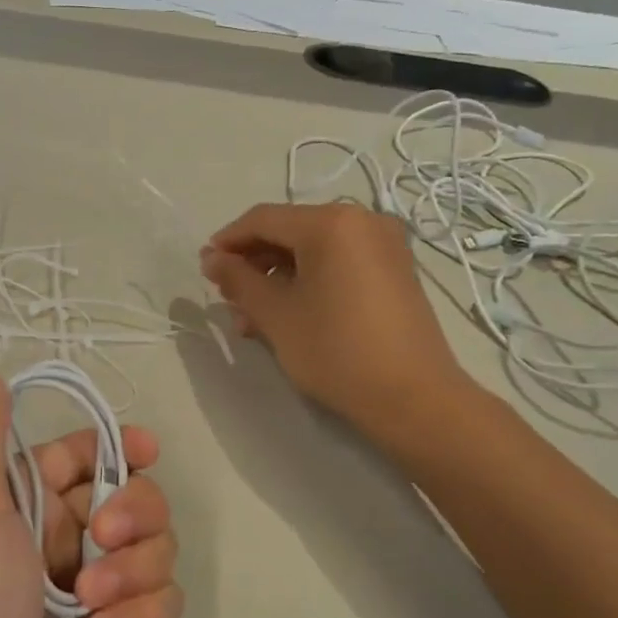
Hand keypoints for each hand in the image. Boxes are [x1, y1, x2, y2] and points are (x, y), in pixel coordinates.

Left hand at [0, 368, 183, 617]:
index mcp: (26, 502)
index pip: (87, 454)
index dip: (121, 446)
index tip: (148, 449)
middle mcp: (62, 537)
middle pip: (134, 497)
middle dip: (132, 517)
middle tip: (101, 542)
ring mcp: (94, 587)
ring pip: (156, 549)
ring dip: (132, 575)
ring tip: (90, 609)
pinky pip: (161, 603)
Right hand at [199, 202, 474, 440]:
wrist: (412, 398)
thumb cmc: (335, 350)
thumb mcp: (276, 314)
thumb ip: (238, 279)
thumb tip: (211, 258)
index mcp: (331, 223)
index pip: (263, 219)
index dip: (228, 241)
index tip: (204, 269)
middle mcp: (362, 221)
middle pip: (290, 232)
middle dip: (253, 264)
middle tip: (228, 298)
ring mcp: (383, 246)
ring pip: (313, 252)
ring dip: (277, 278)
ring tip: (252, 318)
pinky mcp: (394, 271)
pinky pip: (338, 264)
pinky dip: (308, 282)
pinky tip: (286, 315)